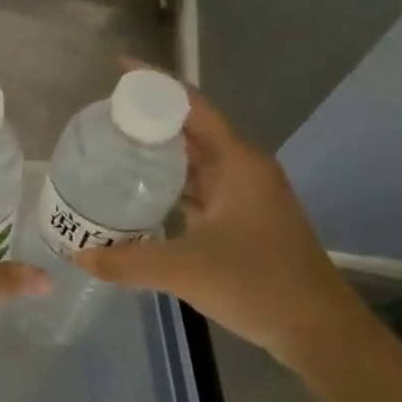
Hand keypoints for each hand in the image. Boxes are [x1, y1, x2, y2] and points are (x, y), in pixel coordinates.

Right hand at [73, 65, 361, 372]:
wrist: (321, 333)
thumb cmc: (257, 284)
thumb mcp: (184, 269)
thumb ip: (127, 260)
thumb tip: (79, 256)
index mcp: (237, 162)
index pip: (191, 105)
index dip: (154, 83)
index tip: (118, 68)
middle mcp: (244, 168)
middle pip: (192, 127)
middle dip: (151, 115)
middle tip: (105, 113)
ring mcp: (248, 195)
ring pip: (198, 157)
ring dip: (161, 149)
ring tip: (116, 144)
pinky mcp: (246, 219)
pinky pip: (202, 185)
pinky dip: (173, 180)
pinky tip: (143, 190)